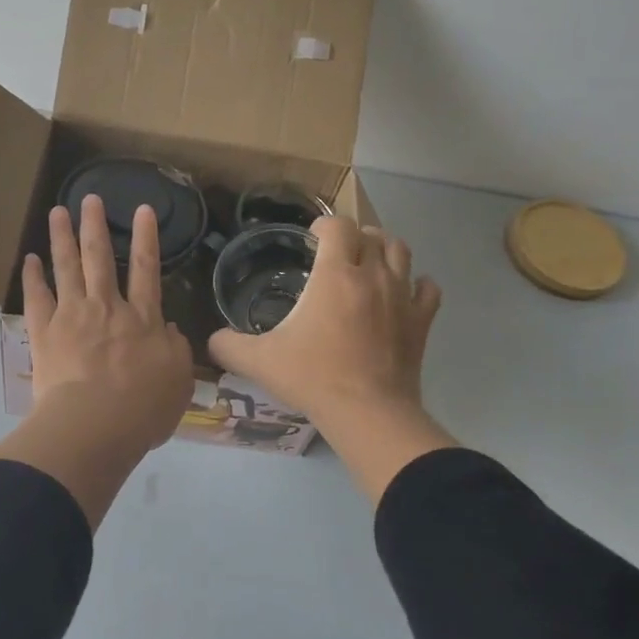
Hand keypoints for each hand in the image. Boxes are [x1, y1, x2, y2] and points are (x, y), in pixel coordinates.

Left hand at [0, 195, 194, 525]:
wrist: (94, 426)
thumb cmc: (142, 408)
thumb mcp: (178, 381)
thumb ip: (176, 349)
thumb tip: (168, 329)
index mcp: (142, 319)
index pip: (146, 269)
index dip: (146, 237)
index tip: (143, 209)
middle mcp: (106, 307)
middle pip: (99, 257)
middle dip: (95, 225)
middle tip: (90, 198)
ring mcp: (72, 316)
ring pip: (67, 268)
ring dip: (62, 237)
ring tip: (57, 212)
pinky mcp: (44, 334)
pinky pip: (36, 298)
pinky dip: (32, 277)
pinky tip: (29, 259)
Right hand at [209, 217, 454, 501]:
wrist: (367, 412)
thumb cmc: (313, 377)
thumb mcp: (259, 361)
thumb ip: (228, 345)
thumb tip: (211, 340)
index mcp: (335, 275)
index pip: (337, 226)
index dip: (323, 226)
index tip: (312, 239)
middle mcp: (372, 275)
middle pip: (371, 234)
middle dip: (353, 236)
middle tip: (338, 252)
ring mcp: (402, 296)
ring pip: (401, 252)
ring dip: (385, 249)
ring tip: (370, 261)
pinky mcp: (421, 321)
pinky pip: (427, 289)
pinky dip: (416, 285)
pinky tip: (404, 294)